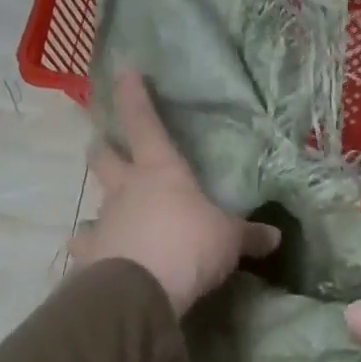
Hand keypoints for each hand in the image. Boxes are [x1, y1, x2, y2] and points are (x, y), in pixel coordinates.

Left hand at [70, 71, 279, 314]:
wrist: (143, 289)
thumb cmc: (190, 245)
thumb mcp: (229, 239)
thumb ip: (249, 236)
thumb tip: (275, 237)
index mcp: (161, 172)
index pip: (145, 124)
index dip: (136, 97)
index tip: (125, 72)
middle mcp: (126, 190)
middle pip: (105, 158)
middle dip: (104, 148)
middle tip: (103, 145)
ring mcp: (104, 221)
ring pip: (93, 203)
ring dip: (99, 206)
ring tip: (103, 219)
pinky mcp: (91, 256)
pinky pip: (85, 248)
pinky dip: (89, 252)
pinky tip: (90, 260)